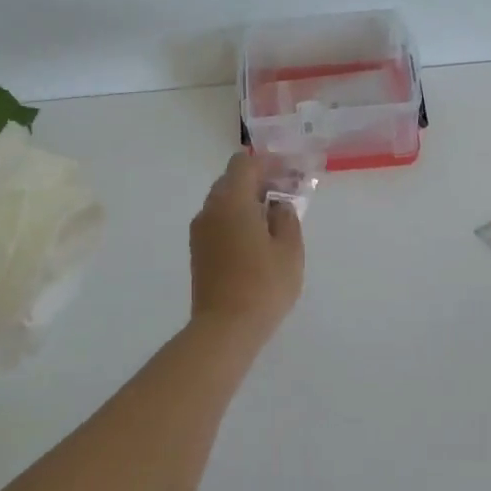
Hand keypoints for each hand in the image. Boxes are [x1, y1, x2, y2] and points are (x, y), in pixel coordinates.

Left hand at [188, 153, 304, 339]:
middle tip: (287, 193)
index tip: (291, 173)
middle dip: (259, 180)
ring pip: (224, 201)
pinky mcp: (198, 251)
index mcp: (231, 202)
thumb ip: (286, 218)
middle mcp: (210, 210)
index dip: (269, 163)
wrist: (225, 328)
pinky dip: (237, 218)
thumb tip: (277, 206)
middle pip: (231, 180)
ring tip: (275, 217)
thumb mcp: (289, 249)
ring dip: (247, 200)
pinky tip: (258, 237)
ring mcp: (200, 231)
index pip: (244, 164)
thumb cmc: (263, 285)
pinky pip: (218, 221)